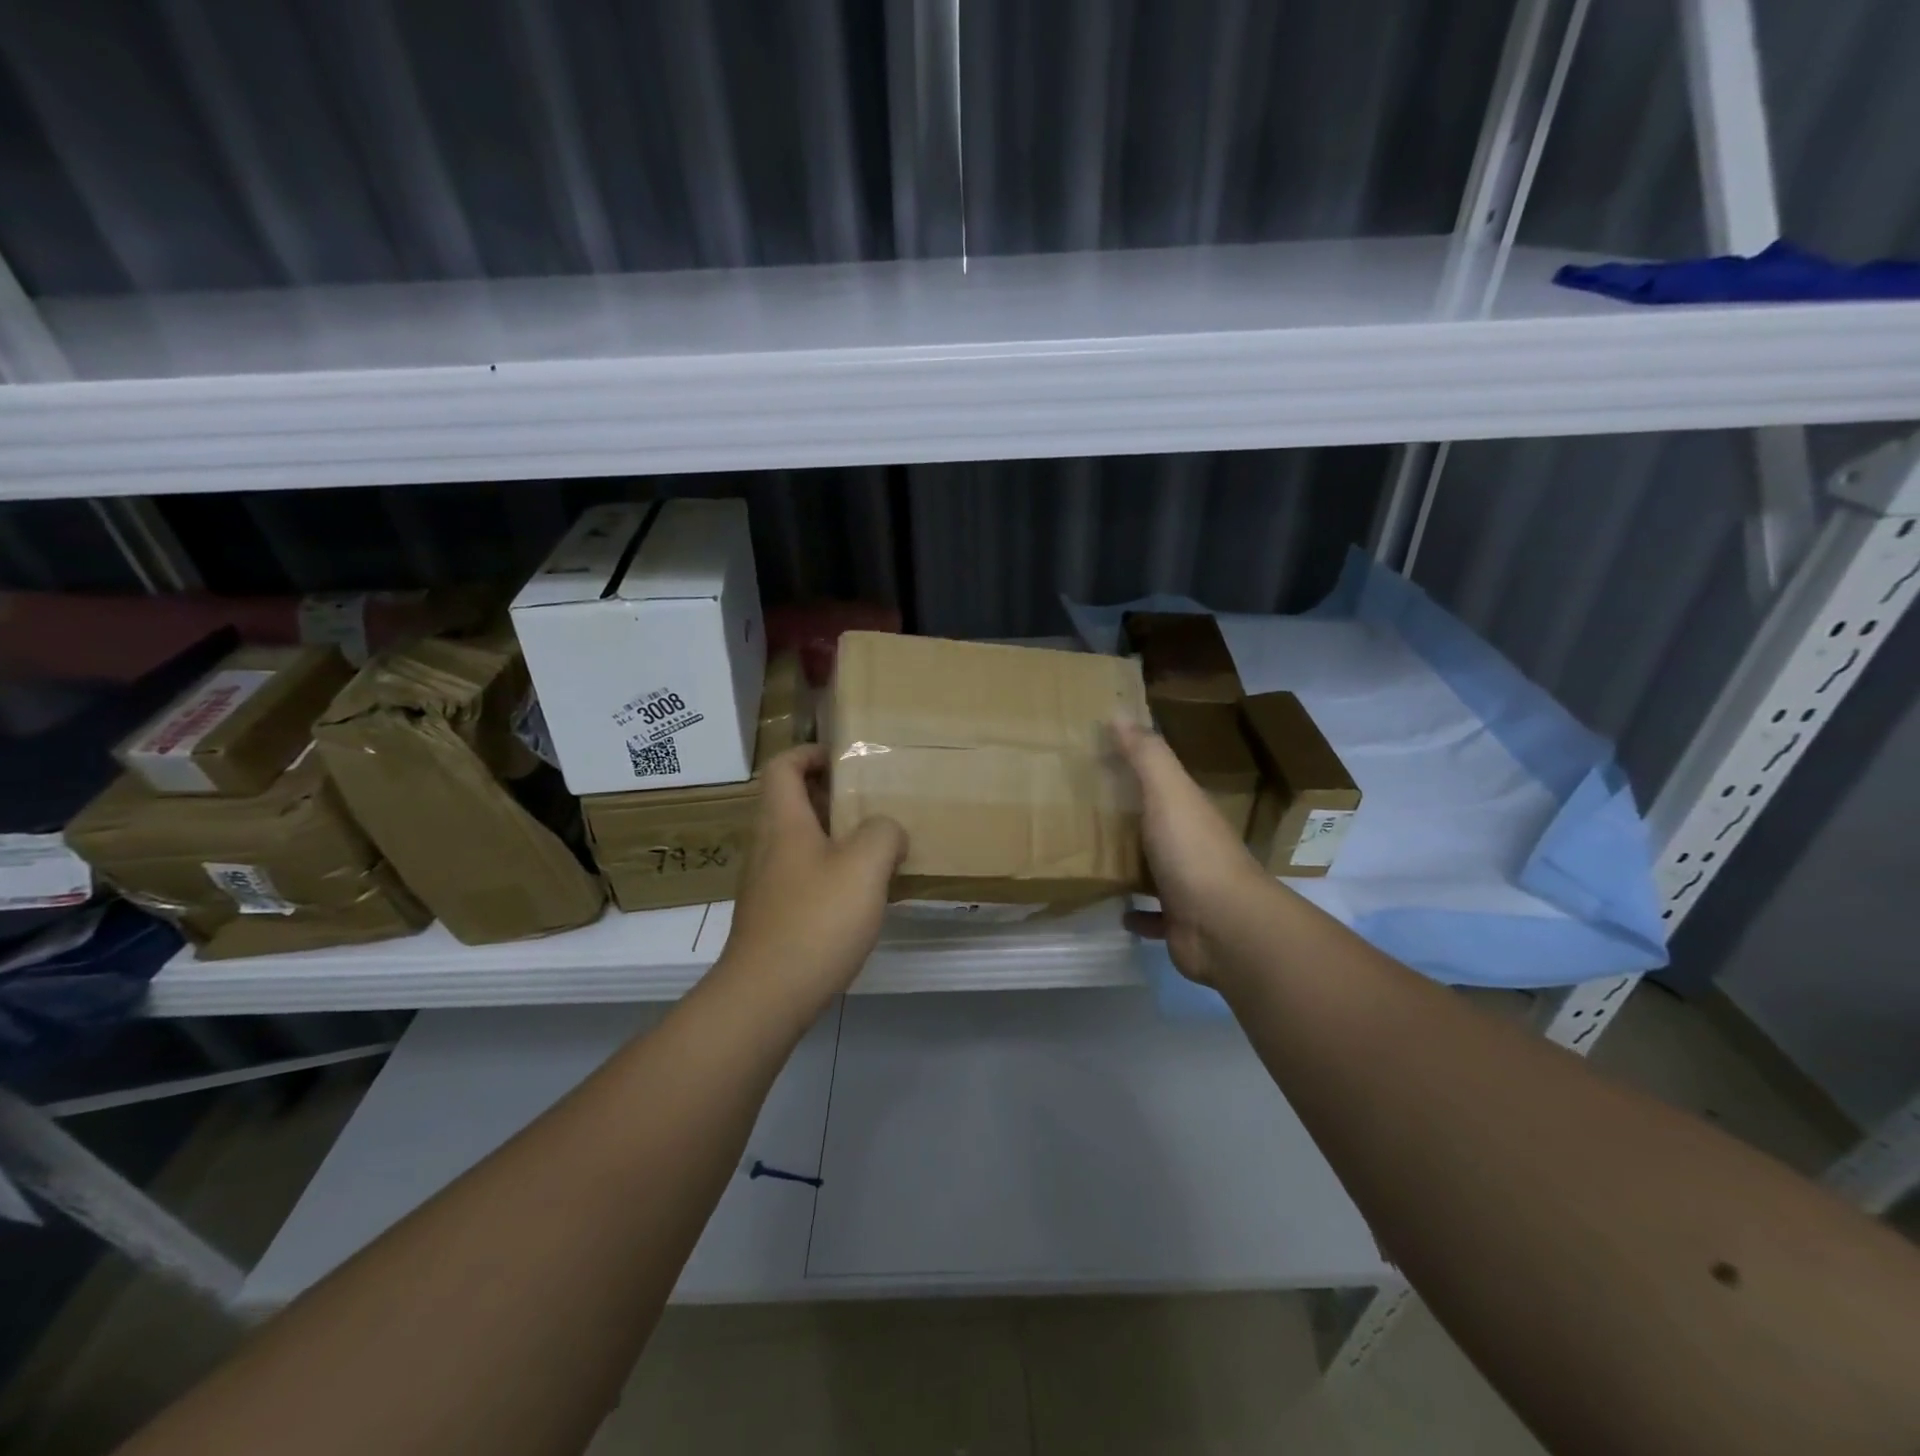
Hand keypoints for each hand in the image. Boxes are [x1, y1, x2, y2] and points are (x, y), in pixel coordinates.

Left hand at [717, 745, 906, 1020]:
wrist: (766, 996)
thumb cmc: (816, 919)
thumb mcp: (865, 865)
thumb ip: (884, 833)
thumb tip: (887, 832)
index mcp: (783, 822)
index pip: (783, 766)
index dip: (810, 753)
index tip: (846, 759)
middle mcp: (768, 846)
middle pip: (790, 802)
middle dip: (830, 795)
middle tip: (871, 802)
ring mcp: (766, 883)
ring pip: (798, 841)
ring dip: (833, 836)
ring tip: (875, 848)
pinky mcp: (772, 916)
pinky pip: (802, 875)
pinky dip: (829, 871)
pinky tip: (859, 894)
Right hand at [1111, 719, 1273, 987]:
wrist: (1223, 926)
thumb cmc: (1193, 851)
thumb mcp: (1169, 792)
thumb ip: (1146, 755)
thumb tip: (1120, 713)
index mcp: (1190, 810)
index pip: (1163, 782)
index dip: (1135, 768)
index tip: (1098, 759)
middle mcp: (1192, 845)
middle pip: (1157, 824)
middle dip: (1129, 817)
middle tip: (1083, 809)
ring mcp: (1187, 886)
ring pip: (1155, 869)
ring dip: (1131, 864)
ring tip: (1092, 857)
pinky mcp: (1178, 923)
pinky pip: (1153, 916)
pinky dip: (1137, 914)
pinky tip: (1116, 910)